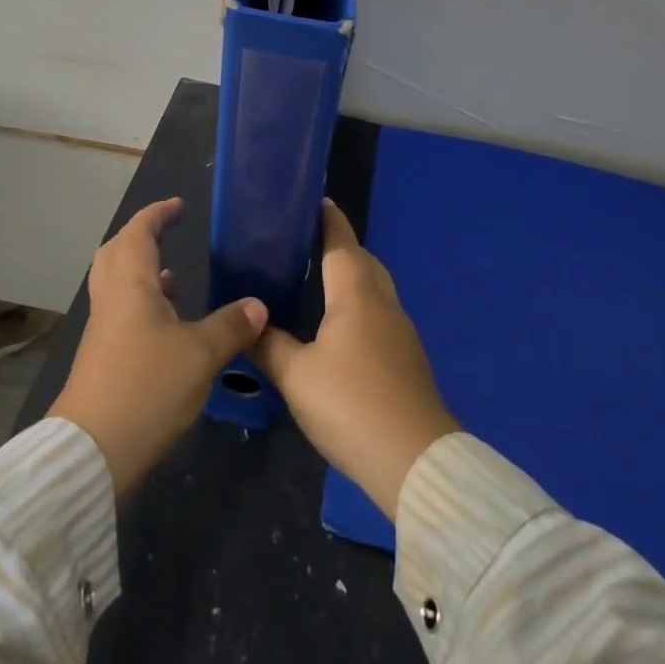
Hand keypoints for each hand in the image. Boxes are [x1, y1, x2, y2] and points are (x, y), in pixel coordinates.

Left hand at [48, 198, 267, 502]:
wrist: (92, 452)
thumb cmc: (146, 388)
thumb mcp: (200, 355)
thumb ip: (231, 326)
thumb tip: (258, 305)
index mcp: (129, 285)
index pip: (139, 232)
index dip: (157, 214)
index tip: (178, 205)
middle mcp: (111, 299)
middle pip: (117, 253)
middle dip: (141, 236)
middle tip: (168, 231)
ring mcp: (103, 330)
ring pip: (117, 284)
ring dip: (140, 270)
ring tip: (172, 273)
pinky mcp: (102, 357)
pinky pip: (121, 311)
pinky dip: (141, 302)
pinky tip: (166, 323)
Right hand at [253, 200, 457, 519]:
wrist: (415, 462)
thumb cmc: (350, 404)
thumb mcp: (296, 376)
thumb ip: (269, 346)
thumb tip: (249, 323)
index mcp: (356, 295)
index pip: (341, 244)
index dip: (329, 221)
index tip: (318, 201)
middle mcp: (383, 304)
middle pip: (365, 262)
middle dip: (341, 247)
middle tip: (309, 244)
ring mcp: (401, 333)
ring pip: (376, 289)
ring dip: (353, 277)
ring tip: (321, 282)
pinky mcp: (408, 361)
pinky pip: (381, 316)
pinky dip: (361, 306)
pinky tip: (343, 329)